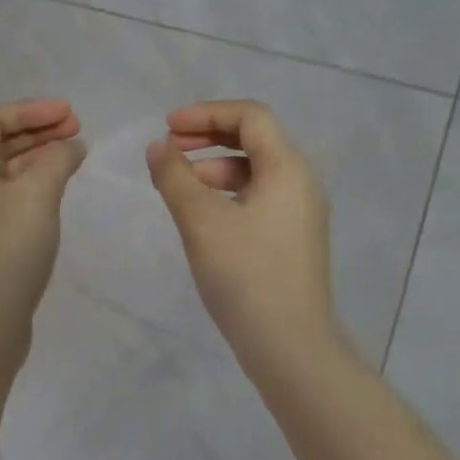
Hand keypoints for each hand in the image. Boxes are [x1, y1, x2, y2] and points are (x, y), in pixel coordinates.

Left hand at [0, 98, 84, 355]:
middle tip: (77, 129)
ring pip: (6, 171)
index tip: (69, 114)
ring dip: (38, 156)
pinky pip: (10, 197)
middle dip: (37, 129)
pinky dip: (35, 184)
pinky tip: (58, 192)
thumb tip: (71, 145)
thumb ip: (56, 160)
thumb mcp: (36, 196)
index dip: (30, 109)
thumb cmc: (6, 253)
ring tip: (74, 155)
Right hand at [147, 100, 339, 376]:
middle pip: (255, 140)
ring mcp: (300, 214)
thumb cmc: (245, 276)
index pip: (250, 116)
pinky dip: (226, 194)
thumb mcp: (201, 221)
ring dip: (213, 167)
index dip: (206, 113)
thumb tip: (158, 147)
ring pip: (254, 172)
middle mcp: (301, 183)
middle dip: (208, 137)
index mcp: (287, 169)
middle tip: (168, 148)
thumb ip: (175, 177)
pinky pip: (257, 198)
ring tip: (177, 185)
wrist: (289, 346)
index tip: (167, 128)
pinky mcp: (292, 239)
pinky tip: (200, 216)